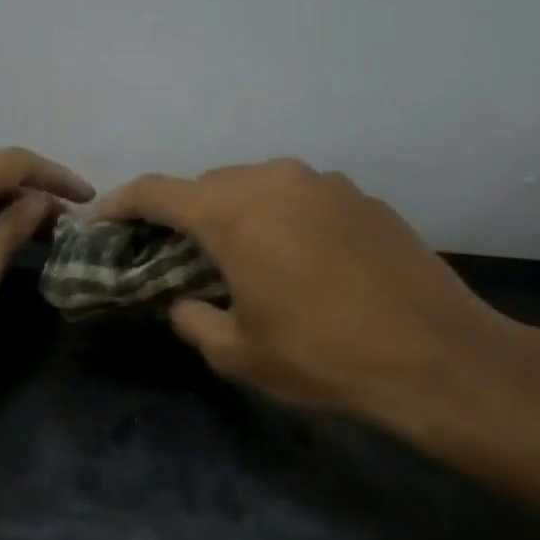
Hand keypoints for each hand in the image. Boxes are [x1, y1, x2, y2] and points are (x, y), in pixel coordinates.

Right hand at [92, 159, 539, 441]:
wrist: (439, 358)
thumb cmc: (323, 357)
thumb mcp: (237, 352)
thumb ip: (191, 317)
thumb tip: (185, 301)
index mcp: (233, 213)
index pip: (156, 191)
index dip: (119, 204)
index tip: (99, 221)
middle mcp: (275, 180)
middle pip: (206, 184)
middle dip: (178, 213)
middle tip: (167, 250)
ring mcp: (325, 183)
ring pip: (255, 185)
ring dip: (230, 212)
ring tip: (230, 254)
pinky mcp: (362, 197)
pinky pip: (298, 196)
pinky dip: (276, 217)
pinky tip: (291, 258)